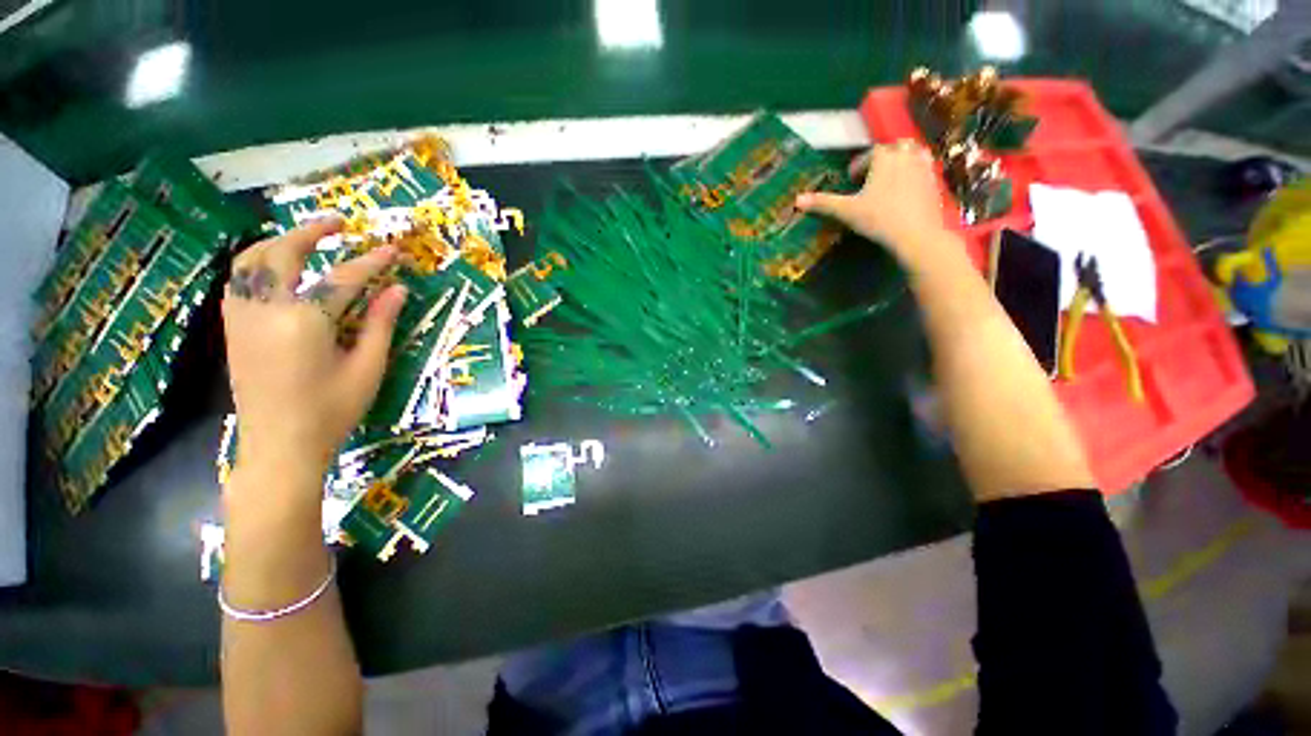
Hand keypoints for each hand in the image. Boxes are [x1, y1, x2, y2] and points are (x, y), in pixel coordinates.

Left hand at [222, 218, 405, 493]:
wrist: (279, 446)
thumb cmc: (331, 411)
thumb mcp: (367, 369)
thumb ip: (381, 324)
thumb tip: (398, 290)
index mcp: (306, 322)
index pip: (343, 279)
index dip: (371, 262)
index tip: (392, 250)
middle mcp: (266, 310)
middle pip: (282, 253)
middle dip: (310, 232)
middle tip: (337, 223)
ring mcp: (243, 317)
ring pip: (250, 260)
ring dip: (278, 240)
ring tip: (305, 237)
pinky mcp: (233, 328)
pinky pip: (239, 280)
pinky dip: (258, 262)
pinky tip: (278, 267)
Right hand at [797, 141, 951, 269]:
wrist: (916, 233)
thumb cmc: (878, 218)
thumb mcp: (846, 211)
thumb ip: (824, 203)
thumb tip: (797, 200)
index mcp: (884, 158)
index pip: (870, 152)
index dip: (859, 164)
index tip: (851, 179)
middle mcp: (906, 156)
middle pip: (895, 147)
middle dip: (883, 157)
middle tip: (872, 174)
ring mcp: (924, 167)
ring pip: (914, 153)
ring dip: (902, 160)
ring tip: (892, 177)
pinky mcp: (936, 181)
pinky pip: (926, 168)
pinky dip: (916, 172)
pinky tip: (908, 189)